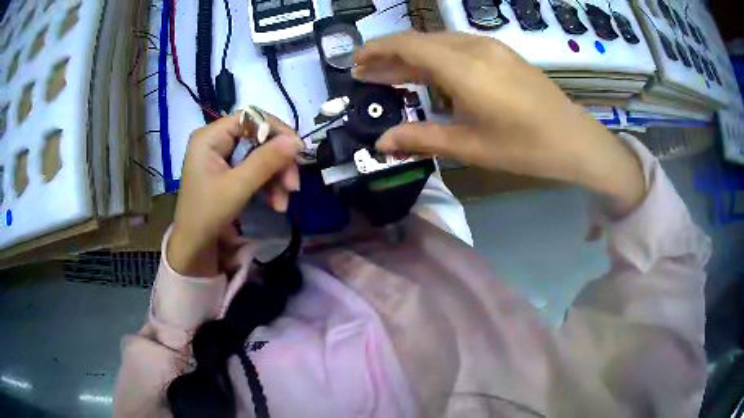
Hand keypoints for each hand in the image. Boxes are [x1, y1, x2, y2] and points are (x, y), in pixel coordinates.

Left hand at [168, 113, 302, 276]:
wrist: (193, 246)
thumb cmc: (207, 214)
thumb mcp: (237, 187)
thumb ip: (266, 161)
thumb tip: (297, 141)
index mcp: (210, 136)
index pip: (250, 118)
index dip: (276, 130)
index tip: (297, 150)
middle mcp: (216, 140)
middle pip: (258, 138)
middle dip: (278, 162)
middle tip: (293, 185)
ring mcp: (222, 157)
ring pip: (260, 155)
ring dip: (276, 177)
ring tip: (284, 202)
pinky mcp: (228, 172)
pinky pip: (254, 170)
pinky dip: (268, 185)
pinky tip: (276, 203)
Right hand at [353, 32, 645, 214]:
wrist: (574, 140)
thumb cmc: (525, 147)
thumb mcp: (470, 147)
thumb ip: (422, 138)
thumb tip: (382, 142)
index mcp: (464, 68)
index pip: (408, 45)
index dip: (377, 50)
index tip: (355, 62)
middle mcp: (474, 47)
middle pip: (421, 41)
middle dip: (390, 55)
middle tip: (366, 74)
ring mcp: (491, 47)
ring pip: (439, 43)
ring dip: (413, 56)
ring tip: (391, 75)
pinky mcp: (502, 53)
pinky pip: (459, 47)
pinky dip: (436, 57)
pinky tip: (429, 74)